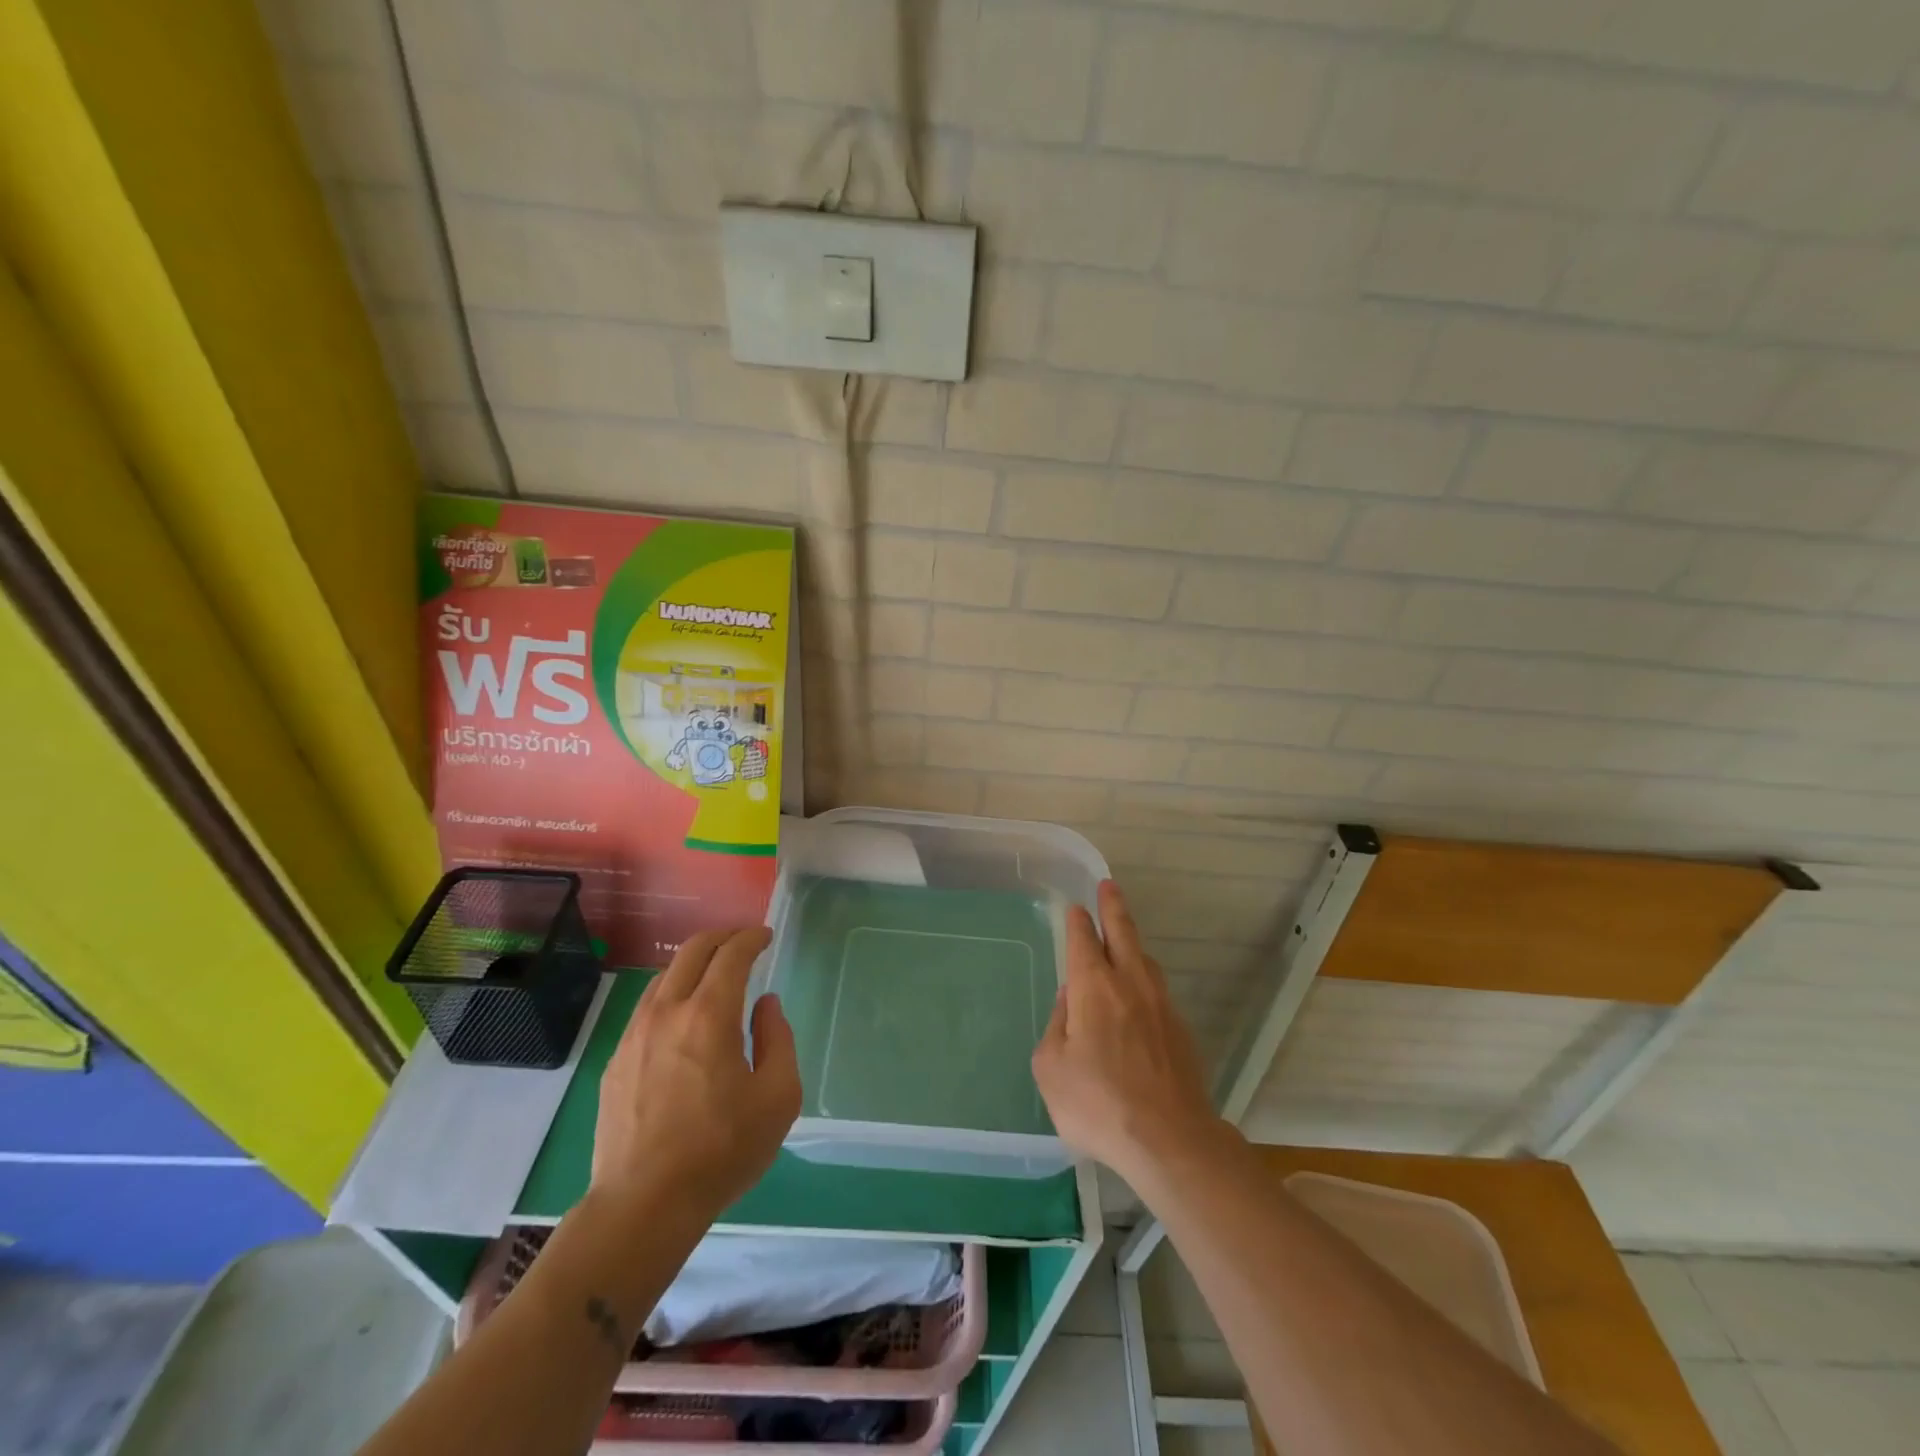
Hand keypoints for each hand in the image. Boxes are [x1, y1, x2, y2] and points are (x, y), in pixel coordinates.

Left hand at [592, 927, 799, 1219]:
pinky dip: (670, 995)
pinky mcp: (616, 1062)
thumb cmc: (722, 1150)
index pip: (731, 955)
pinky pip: (646, 1009)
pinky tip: (681, 1018)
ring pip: (664, 978)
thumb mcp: (778, 1097)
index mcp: (709, 1015)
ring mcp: (634, 1036)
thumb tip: (765, 1005)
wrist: (643, 1205)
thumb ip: (778, 1039)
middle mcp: (667, 1012)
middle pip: (691, 952)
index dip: (751, 939)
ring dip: (693, 964)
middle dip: (721, 938)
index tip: (765, 936)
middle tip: (742, 942)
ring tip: (713, 975)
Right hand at [1032, 881, 1224, 1185]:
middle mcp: (1130, 984)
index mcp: (1094, 987)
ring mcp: (1161, 1005)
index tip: (1076, 908)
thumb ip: (1057, 1026)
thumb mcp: (1051, 1068)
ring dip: (1132, 943)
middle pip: (1123, 933)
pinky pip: (1157, 991)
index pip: (1084, 940)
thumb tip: (1069, 1001)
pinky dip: (1144, 979)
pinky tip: (1139, 996)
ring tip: (1123, 938)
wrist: (1170, 1140)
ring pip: (1144, 960)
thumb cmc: (1098, 1103)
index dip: (1078, 922)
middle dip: (1113, 906)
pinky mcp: (1181, 1030)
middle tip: (1109, 886)